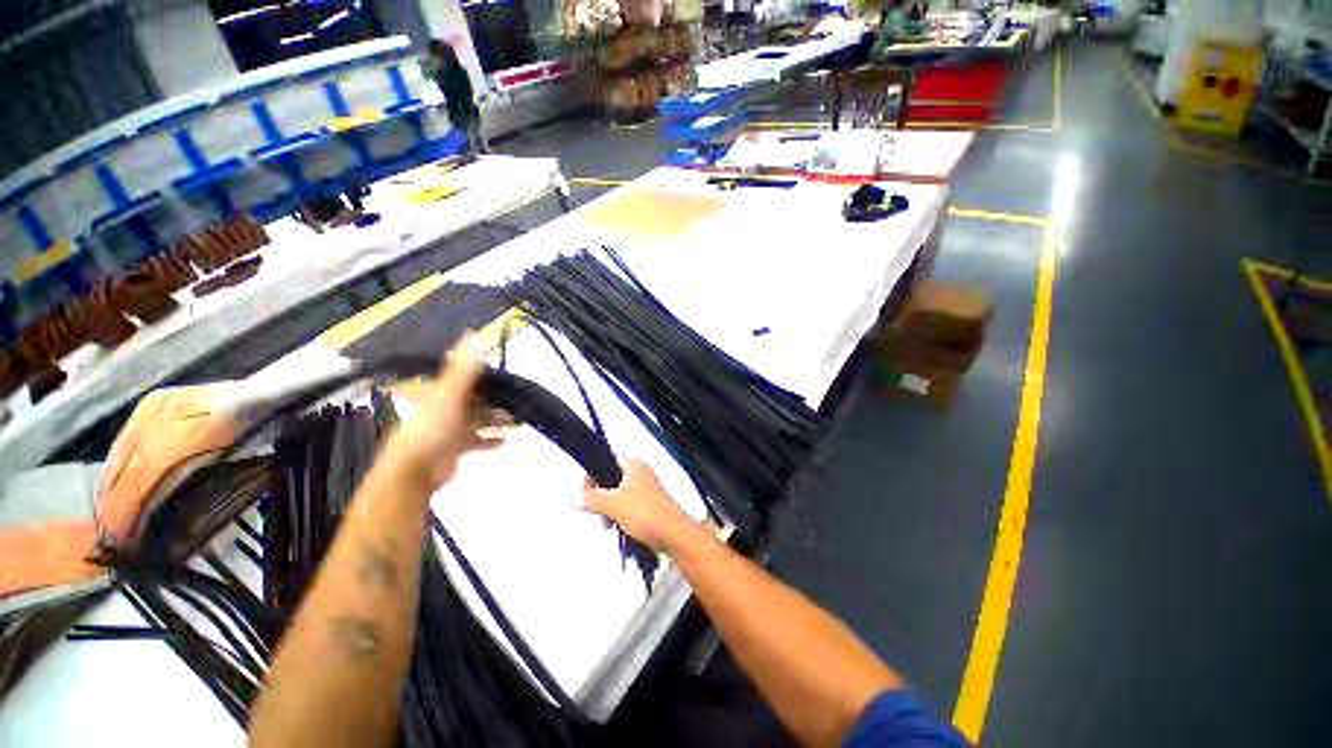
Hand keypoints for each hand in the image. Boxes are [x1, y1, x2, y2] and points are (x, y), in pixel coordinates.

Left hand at [384, 336, 504, 489]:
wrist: (414, 470)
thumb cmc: (432, 429)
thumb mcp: (449, 394)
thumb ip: (464, 368)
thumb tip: (474, 334)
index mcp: (443, 391)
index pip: (469, 378)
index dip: (489, 376)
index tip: (511, 378)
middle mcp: (447, 406)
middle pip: (477, 399)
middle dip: (498, 400)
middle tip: (520, 403)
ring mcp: (451, 428)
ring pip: (480, 418)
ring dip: (497, 419)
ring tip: (517, 421)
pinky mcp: (455, 447)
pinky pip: (477, 440)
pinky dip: (490, 439)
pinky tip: (503, 440)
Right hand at [581, 460, 697, 552]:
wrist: (674, 535)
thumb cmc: (648, 514)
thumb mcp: (613, 504)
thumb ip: (592, 498)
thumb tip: (578, 497)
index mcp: (633, 466)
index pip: (606, 460)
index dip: (592, 474)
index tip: (585, 490)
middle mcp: (640, 474)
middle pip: (611, 479)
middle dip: (600, 495)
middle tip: (596, 508)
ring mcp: (645, 490)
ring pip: (618, 495)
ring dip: (609, 508)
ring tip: (608, 522)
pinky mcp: (649, 506)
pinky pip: (627, 507)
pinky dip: (619, 516)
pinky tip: (618, 527)